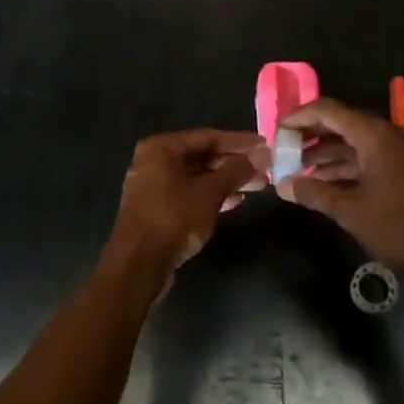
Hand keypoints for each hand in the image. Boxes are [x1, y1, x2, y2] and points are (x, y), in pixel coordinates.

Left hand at [110, 130, 264, 277]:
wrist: (137, 266)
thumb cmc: (173, 219)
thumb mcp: (209, 193)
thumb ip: (236, 170)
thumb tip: (264, 153)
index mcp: (161, 148)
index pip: (208, 137)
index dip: (239, 142)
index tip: (265, 146)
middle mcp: (154, 161)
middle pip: (202, 156)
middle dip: (234, 163)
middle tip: (265, 169)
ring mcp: (154, 186)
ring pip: (197, 176)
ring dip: (226, 180)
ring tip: (257, 185)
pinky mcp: (157, 209)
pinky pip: (189, 193)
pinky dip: (211, 195)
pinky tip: (234, 201)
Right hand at [276, 98, 403, 286]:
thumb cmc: (402, 227)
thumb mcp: (351, 212)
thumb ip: (315, 194)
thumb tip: (283, 184)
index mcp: (373, 135)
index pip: (327, 110)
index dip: (298, 117)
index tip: (275, 131)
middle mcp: (384, 134)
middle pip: (339, 123)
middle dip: (309, 135)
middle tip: (282, 150)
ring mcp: (396, 151)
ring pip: (351, 142)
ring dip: (324, 152)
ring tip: (295, 168)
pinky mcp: (402, 168)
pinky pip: (365, 156)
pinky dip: (343, 165)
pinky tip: (323, 182)